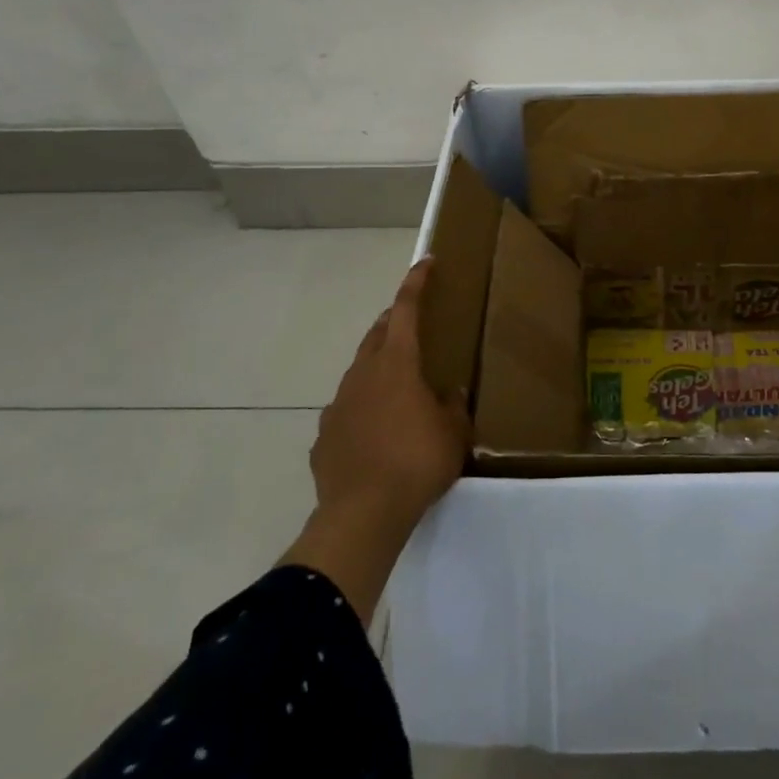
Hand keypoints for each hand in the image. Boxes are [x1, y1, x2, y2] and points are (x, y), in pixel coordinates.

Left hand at [282, 259, 469, 622]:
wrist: (362, 515)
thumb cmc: (416, 463)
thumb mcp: (453, 433)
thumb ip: (453, 407)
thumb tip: (449, 394)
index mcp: (397, 365)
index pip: (406, 311)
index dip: (416, 284)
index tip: (424, 264)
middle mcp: (363, 375)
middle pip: (378, 335)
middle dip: (395, 321)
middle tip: (412, 322)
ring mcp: (338, 405)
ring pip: (359, 371)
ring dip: (378, 366)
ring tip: (397, 383)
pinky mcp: (324, 436)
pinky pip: (346, 410)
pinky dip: (362, 408)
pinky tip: (374, 432)